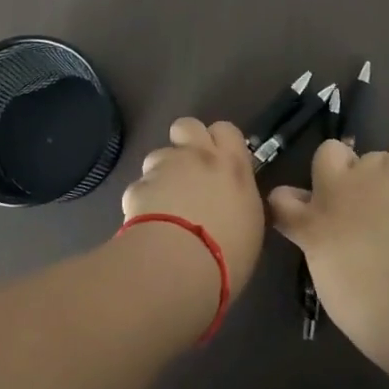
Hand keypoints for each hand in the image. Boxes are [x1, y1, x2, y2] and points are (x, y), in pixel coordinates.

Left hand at [123, 118, 266, 298]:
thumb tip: (232, 201)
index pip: (226, 130)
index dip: (219, 141)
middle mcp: (198, 156)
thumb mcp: (250, 222)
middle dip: (185, 140)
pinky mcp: (138, 187)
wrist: (182, 262)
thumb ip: (239, 199)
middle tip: (189, 169)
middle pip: (187, 125)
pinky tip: (147, 225)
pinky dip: (143, 201)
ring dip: (161, 173)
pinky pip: (140, 187)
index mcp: (231, 164)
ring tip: (164, 203)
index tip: (219, 160)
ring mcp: (164, 169)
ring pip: (158, 155)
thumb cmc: (230, 250)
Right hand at [268, 139, 388, 368]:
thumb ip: (323, 253)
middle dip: (337, 169)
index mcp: (310, 228)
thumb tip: (332, 245)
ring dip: (378, 173)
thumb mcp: (329, 284)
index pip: (281, 200)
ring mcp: (366, 179)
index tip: (300, 216)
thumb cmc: (369, 314)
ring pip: (370, 154)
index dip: (291, 204)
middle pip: (326, 153)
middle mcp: (332, 193)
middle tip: (354, 199)